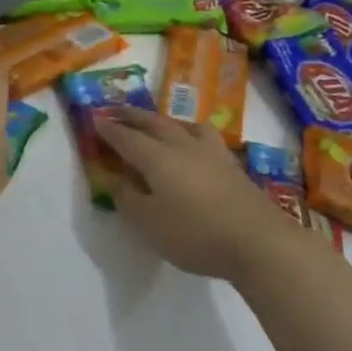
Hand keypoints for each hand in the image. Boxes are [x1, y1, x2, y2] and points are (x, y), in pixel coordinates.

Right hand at [94, 108, 290, 281]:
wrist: (257, 240)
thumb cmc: (195, 234)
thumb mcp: (149, 224)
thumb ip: (127, 198)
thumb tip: (112, 177)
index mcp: (157, 158)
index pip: (126, 138)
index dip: (109, 129)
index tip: (93, 119)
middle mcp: (182, 145)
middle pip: (153, 123)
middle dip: (131, 116)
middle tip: (115, 110)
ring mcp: (210, 151)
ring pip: (180, 124)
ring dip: (161, 120)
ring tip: (154, 122)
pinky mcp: (230, 163)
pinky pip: (202, 134)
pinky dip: (188, 131)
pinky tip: (193, 142)